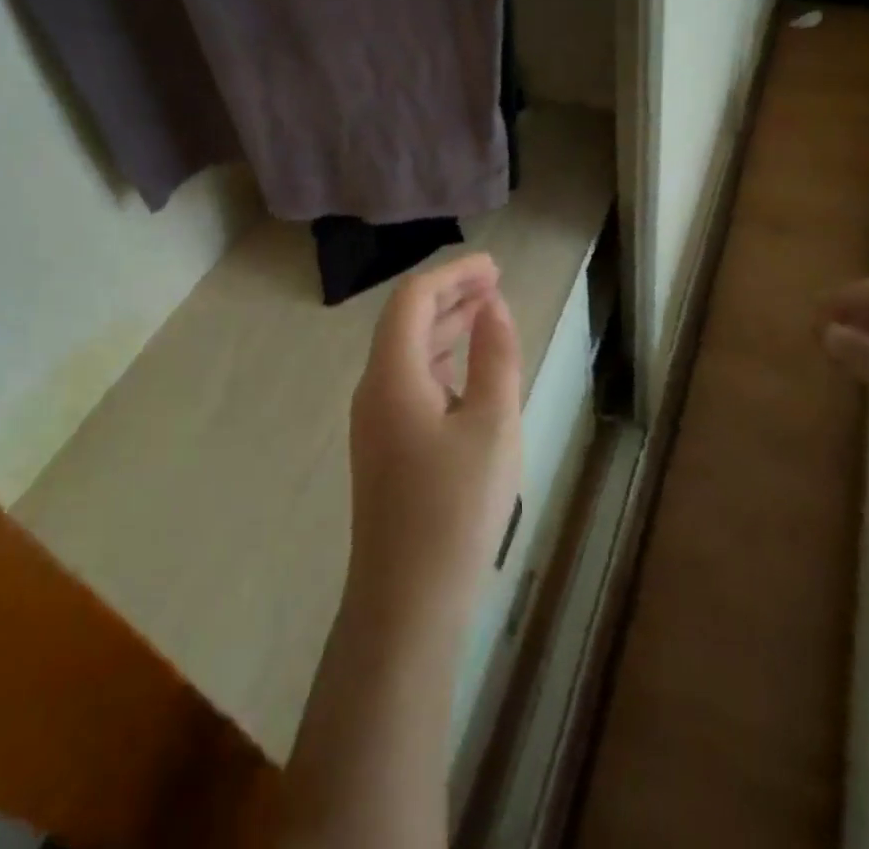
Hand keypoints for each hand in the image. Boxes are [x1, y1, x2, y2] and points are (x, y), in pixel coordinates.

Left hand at [346, 253, 523, 638]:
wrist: (407, 602)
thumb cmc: (455, 508)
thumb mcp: (491, 424)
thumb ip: (495, 357)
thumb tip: (492, 306)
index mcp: (392, 374)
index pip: (413, 299)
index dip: (453, 274)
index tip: (493, 266)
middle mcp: (374, 388)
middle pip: (407, 321)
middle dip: (450, 295)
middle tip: (495, 282)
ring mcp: (374, 421)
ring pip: (408, 353)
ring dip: (446, 327)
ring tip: (487, 313)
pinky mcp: (384, 448)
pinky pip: (410, 382)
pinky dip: (441, 361)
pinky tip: (467, 370)